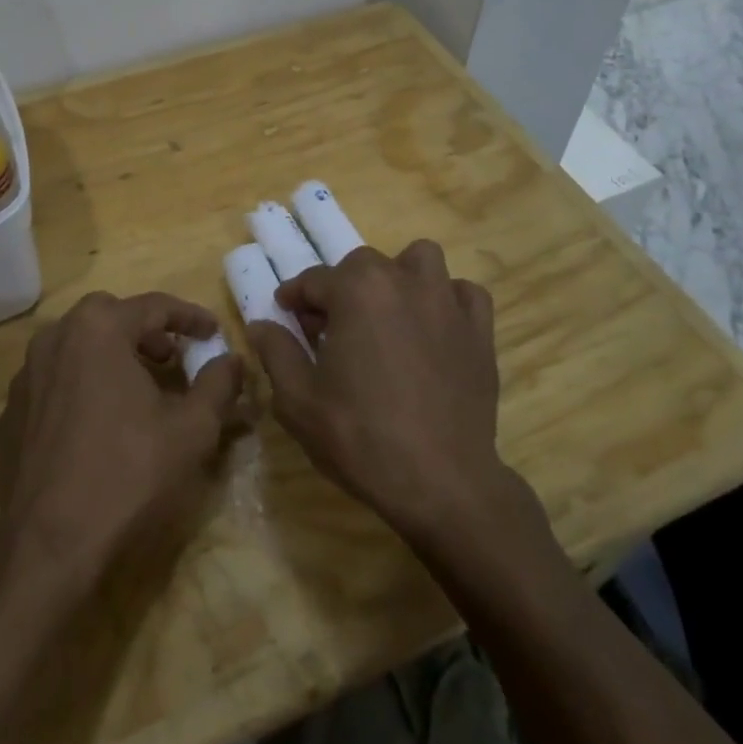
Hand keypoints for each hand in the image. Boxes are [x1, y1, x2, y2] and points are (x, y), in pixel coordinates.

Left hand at [0, 292, 244, 576]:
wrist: (49, 548)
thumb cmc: (128, 474)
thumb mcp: (192, 429)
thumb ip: (218, 384)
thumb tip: (232, 359)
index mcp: (98, 329)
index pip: (153, 306)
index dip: (190, 317)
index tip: (213, 332)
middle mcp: (54, 339)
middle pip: (108, 317)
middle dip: (145, 332)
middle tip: (172, 359)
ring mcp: (25, 378)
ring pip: (75, 348)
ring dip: (110, 357)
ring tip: (137, 391)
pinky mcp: (9, 416)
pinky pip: (53, 385)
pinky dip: (80, 389)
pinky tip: (97, 426)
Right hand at [246, 242, 512, 542]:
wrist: (441, 482)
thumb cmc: (360, 437)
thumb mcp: (298, 400)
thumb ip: (276, 352)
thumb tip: (262, 325)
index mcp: (357, 290)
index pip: (314, 279)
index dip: (295, 297)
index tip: (286, 314)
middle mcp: (403, 281)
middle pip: (363, 265)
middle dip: (342, 288)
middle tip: (331, 328)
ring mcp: (447, 302)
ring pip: (420, 260)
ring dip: (399, 277)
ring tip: (388, 314)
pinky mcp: (480, 331)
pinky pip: (464, 294)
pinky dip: (448, 300)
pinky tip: (435, 327)